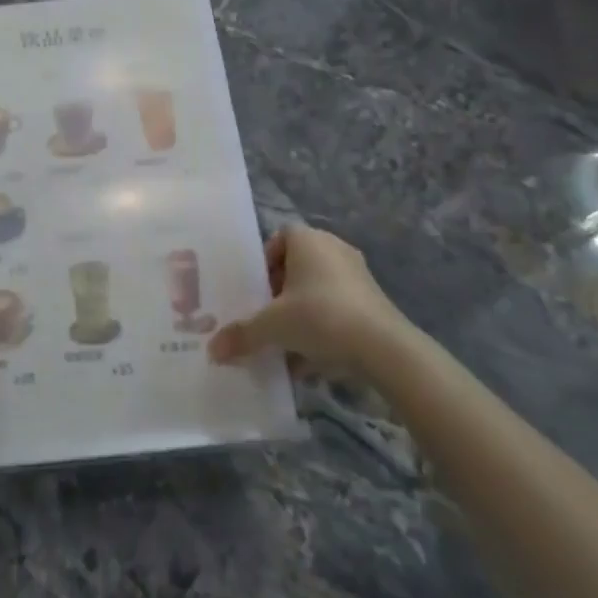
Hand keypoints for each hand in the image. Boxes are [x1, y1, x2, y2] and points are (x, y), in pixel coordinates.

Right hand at [209, 224, 427, 378]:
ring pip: (318, 290)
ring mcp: (358, 275)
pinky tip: (310, 360)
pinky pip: (337, 309)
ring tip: (286, 342)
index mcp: (308, 240)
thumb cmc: (320, 317)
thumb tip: (213, 351)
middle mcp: (334, 249)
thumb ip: (242, 335)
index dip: (265, 261)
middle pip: (298, 265)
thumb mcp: (272, 326)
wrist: (384, 348)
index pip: (280, 237)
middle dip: (280, 291)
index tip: (256, 289)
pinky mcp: (374, 302)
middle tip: (266, 315)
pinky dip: (323, 328)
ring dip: (300, 312)